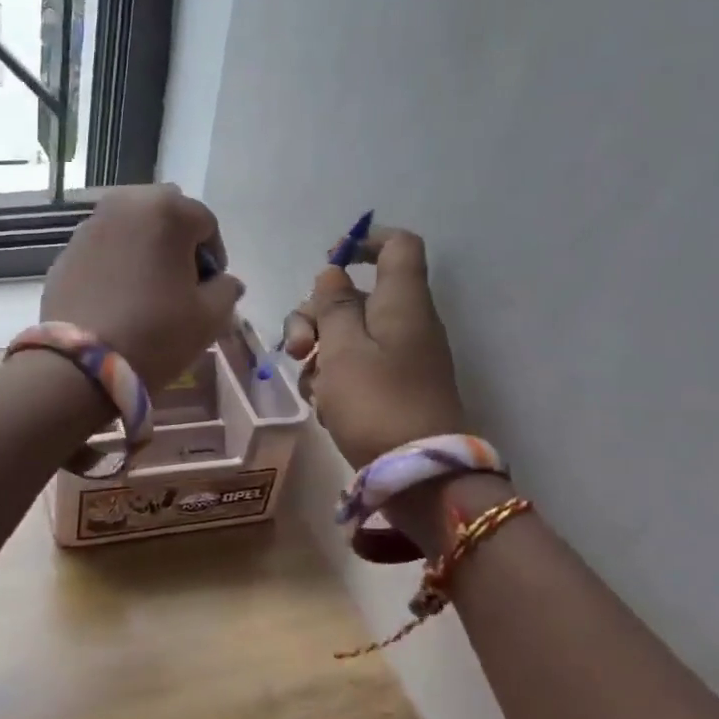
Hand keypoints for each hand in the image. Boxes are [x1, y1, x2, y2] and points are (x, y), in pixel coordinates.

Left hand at [41, 185, 245, 386]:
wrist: (80, 365)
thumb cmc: (156, 333)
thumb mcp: (209, 317)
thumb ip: (226, 290)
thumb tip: (225, 282)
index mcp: (167, 210)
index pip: (205, 223)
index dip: (214, 257)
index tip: (210, 289)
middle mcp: (125, 204)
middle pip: (165, 215)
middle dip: (177, 244)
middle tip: (180, 285)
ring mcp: (89, 226)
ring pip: (131, 229)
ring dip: (145, 250)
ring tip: (148, 291)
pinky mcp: (66, 252)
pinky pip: (103, 249)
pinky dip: (116, 263)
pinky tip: (118, 299)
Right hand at [282, 228, 466, 466]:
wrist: (420, 476)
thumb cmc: (377, 403)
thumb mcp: (343, 348)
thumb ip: (333, 306)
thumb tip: (333, 274)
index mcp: (402, 302)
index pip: (397, 246)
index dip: (363, 242)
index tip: (328, 262)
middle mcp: (405, 323)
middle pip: (355, 296)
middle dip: (316, 316)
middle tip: (298, 348)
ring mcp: (400, 359)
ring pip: (348, 335)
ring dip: (319, 353)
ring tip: (312, 388)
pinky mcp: (392, 390)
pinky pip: (356, 368)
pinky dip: (335, 380)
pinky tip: (325, 406)